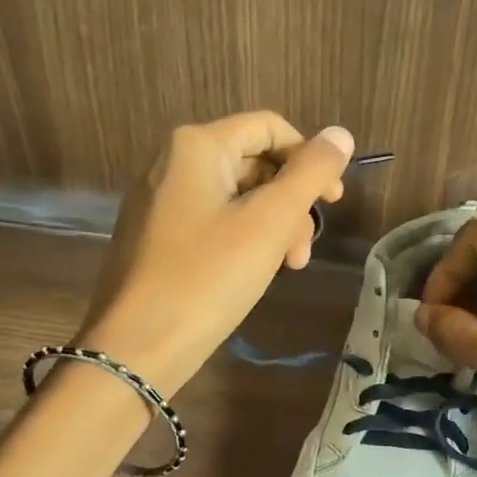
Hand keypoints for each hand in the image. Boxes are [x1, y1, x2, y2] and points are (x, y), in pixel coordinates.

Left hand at [76, 112, 354, 394]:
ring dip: (272, 227)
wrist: (135, 349)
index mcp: (196, 147)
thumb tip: (341, 134)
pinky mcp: (156, 238)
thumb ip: (310, 174)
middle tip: (304, 250)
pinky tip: (254, 274)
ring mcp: (159, 202)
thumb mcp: (269, 222)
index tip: (333, 200)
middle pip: (253, 163)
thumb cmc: (207, 278)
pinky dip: (242, 241)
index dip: (309, 157)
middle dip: (290, 203)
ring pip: (236, 198)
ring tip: (287, 268)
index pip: (269, 127)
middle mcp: (172, 163)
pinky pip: (212, 223)